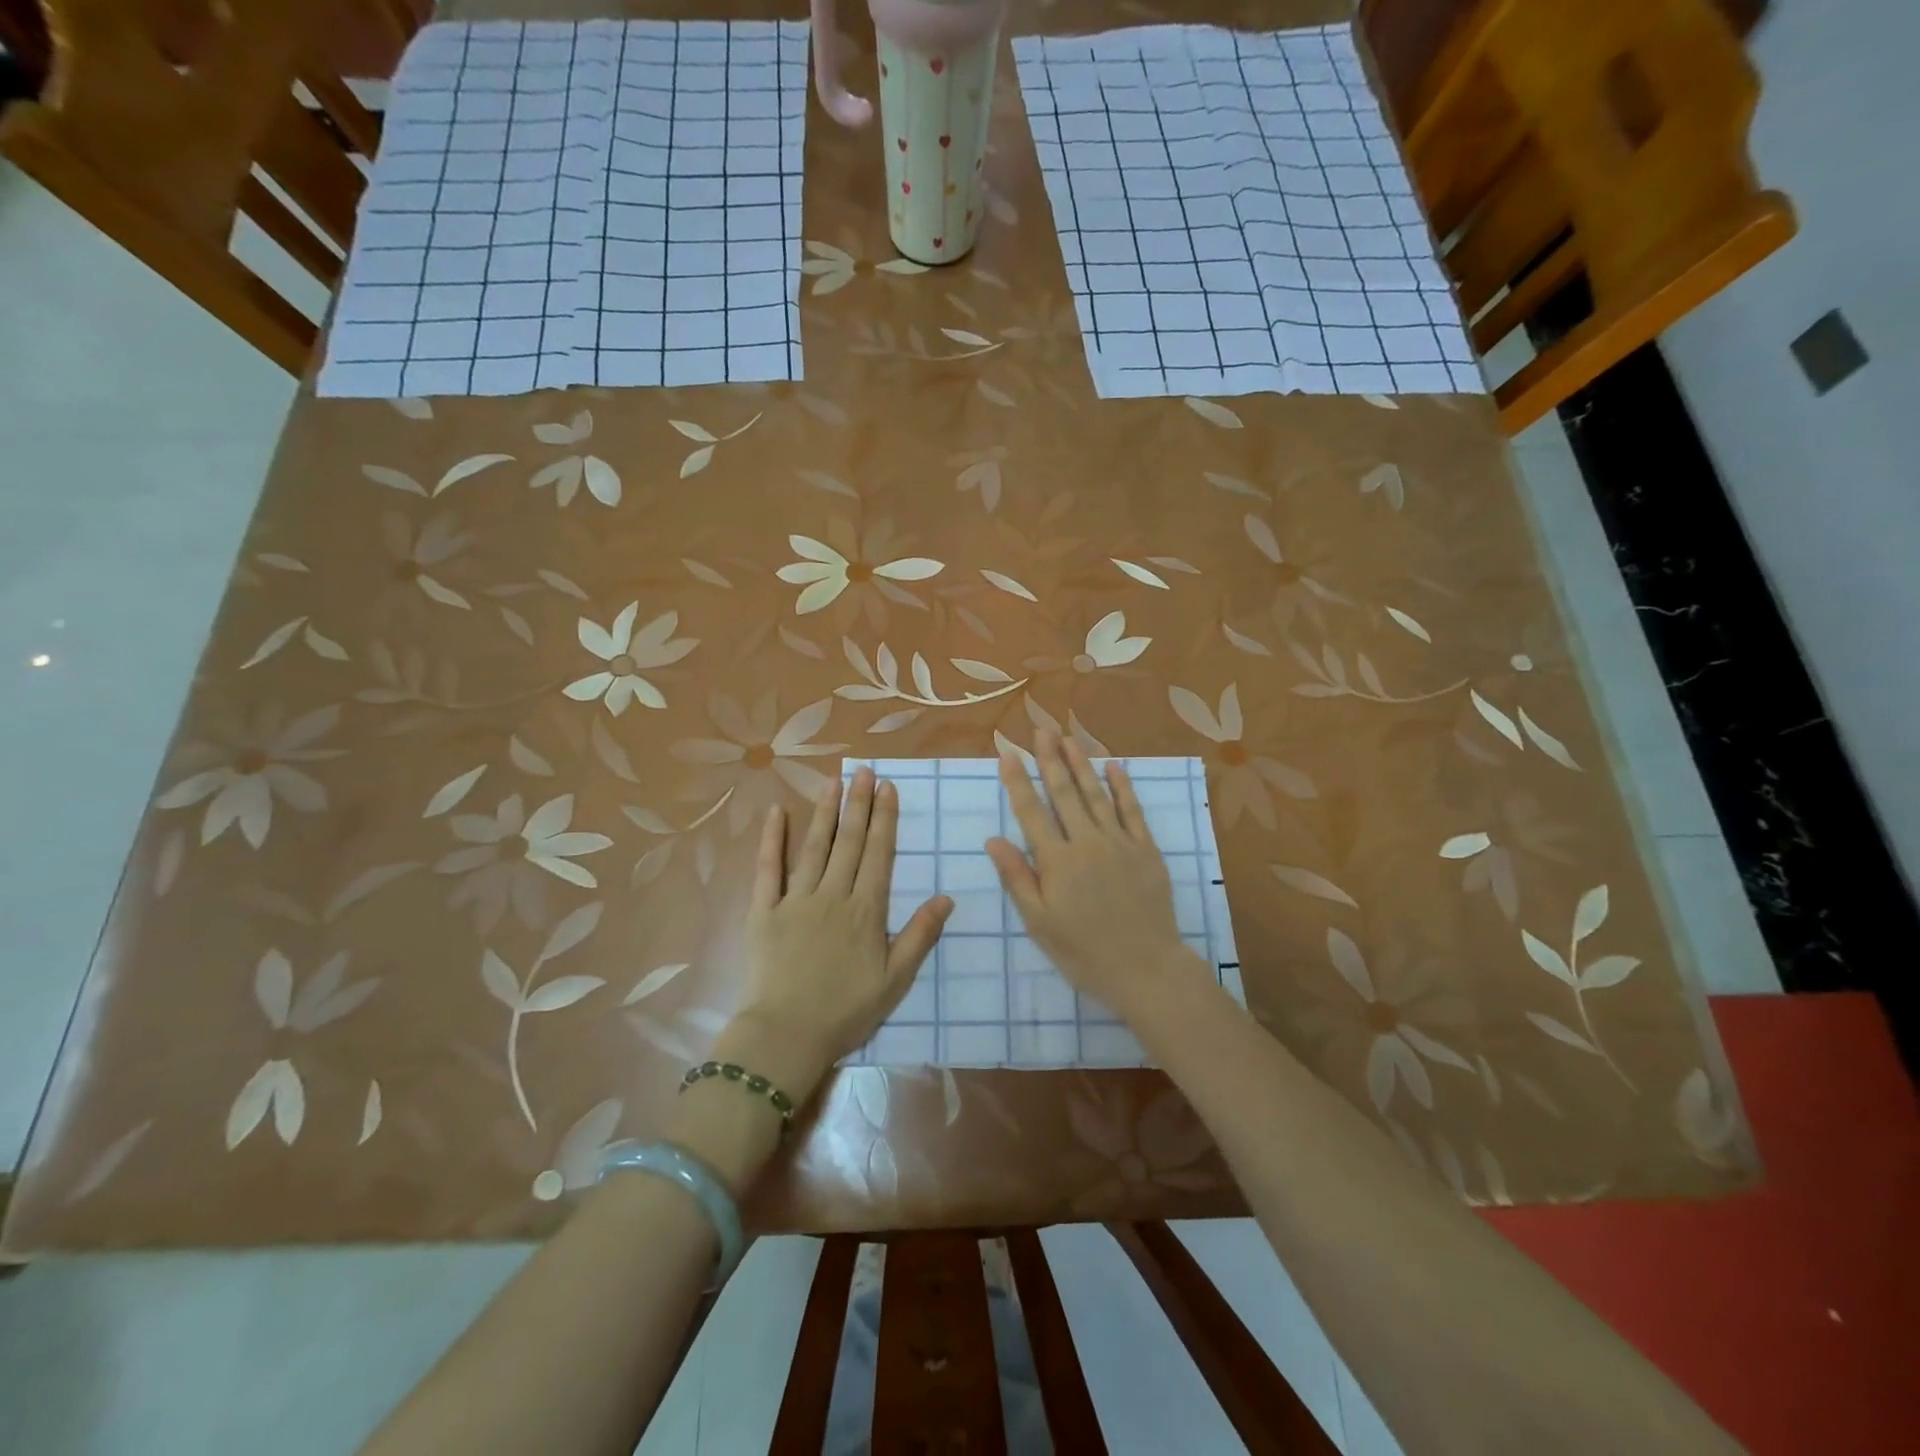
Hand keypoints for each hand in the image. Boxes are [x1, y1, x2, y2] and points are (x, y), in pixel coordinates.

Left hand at [723, 767, 951, 1103]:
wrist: (786, 1035)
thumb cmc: (845, 1010)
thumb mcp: (895, 979)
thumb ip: (920, 935)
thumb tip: (946, 897)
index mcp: (865, 910)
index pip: (878, 854)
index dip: (885, 819)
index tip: (888, 788)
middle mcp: (832, 895)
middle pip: (849, 842)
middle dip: (858, 804)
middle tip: (864, 770)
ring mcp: (795, 899)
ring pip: (814, 846)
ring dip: (824, 811)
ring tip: (833, 781)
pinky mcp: (763, 911)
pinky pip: (767, 869)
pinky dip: (772, 839)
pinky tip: (776, 812)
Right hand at [987, 731, 1210, 1020]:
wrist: (1146, 968)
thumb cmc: (1083, 952)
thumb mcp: (1039, 923)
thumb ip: (1017, 878)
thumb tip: (993, 839)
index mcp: (1056, 861)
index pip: (1031, 812)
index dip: (1018, 780)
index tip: (1008, 752)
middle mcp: (1086, 842)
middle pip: (1064, 793)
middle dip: (1050, 759)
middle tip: (1040, 730)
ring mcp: (1119, 842)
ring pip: (1096, 794)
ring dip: (1081, 764)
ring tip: (1069, 738)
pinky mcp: (1146, 849)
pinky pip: (1132, 810)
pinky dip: (1122, 786)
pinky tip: (1114, 766)